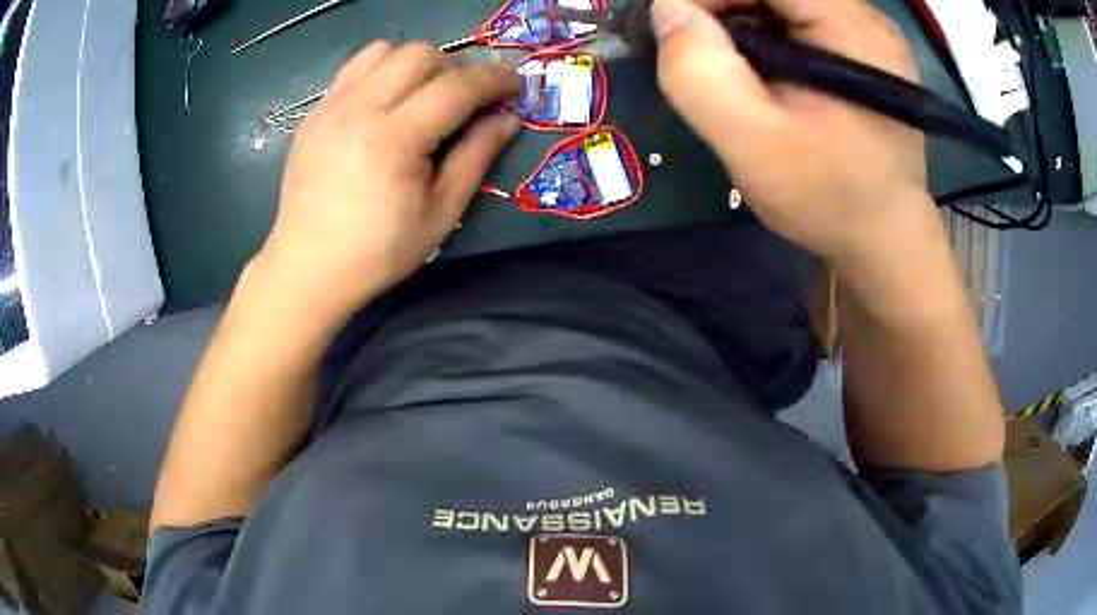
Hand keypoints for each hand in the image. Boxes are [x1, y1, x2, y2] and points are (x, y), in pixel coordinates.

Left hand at [258, 41, 519, 320]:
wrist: (308, 267)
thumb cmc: (379, 251)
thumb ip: (477, 157)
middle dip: (455, 67)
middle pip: (420, 54)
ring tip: (424, 95)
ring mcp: (330, 107)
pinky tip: (388, 101)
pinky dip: (382, 71)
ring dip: (416, 64)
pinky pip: (355, 68)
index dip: (493, 79)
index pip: (455, 87)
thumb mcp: (441, 213)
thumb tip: (508, 118)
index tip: (514, 83)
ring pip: (385, 50)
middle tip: (465, 98)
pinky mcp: (314, 112)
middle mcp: (358, 110)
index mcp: (393, 141)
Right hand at [652, 0, 936, 265]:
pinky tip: (757, 71)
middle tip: (693, 47)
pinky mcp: (859, 51)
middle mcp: (864, 17)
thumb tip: (667, 9)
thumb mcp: (754, 144)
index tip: (674, 27)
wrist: (884, 241)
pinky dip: (762, 33)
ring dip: (739, 18)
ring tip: (725, 65)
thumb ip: (700, 72)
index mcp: (850, 27)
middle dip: (721, 5)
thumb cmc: (829, 198)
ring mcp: (864, 33)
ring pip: (781, 1)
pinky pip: (797, 19)